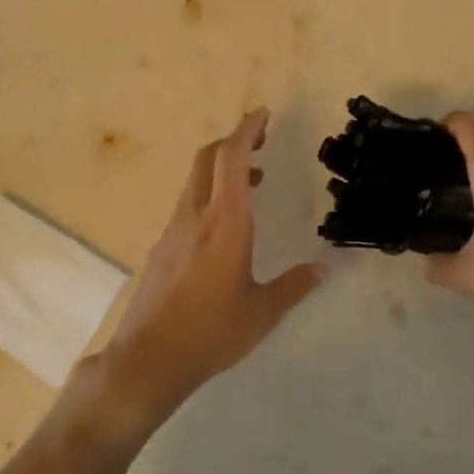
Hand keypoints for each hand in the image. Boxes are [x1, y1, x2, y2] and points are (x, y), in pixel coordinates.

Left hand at [96, 109, 325, 424]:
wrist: (149, 359)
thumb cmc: (211, 333)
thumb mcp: (262, 313)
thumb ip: (295, 286)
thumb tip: (324, 269)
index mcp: (225, 224)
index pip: (231, 159)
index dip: (246, 129)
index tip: (263, 114)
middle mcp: (195, 217)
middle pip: (208, 159)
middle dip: (234, 140)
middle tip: (261, 139)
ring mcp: (173, 231)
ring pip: (195, 182)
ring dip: (223, 169)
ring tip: (255, 181)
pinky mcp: (162, 248)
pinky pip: (188, 205)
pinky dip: (210, 194)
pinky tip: (227, 223)